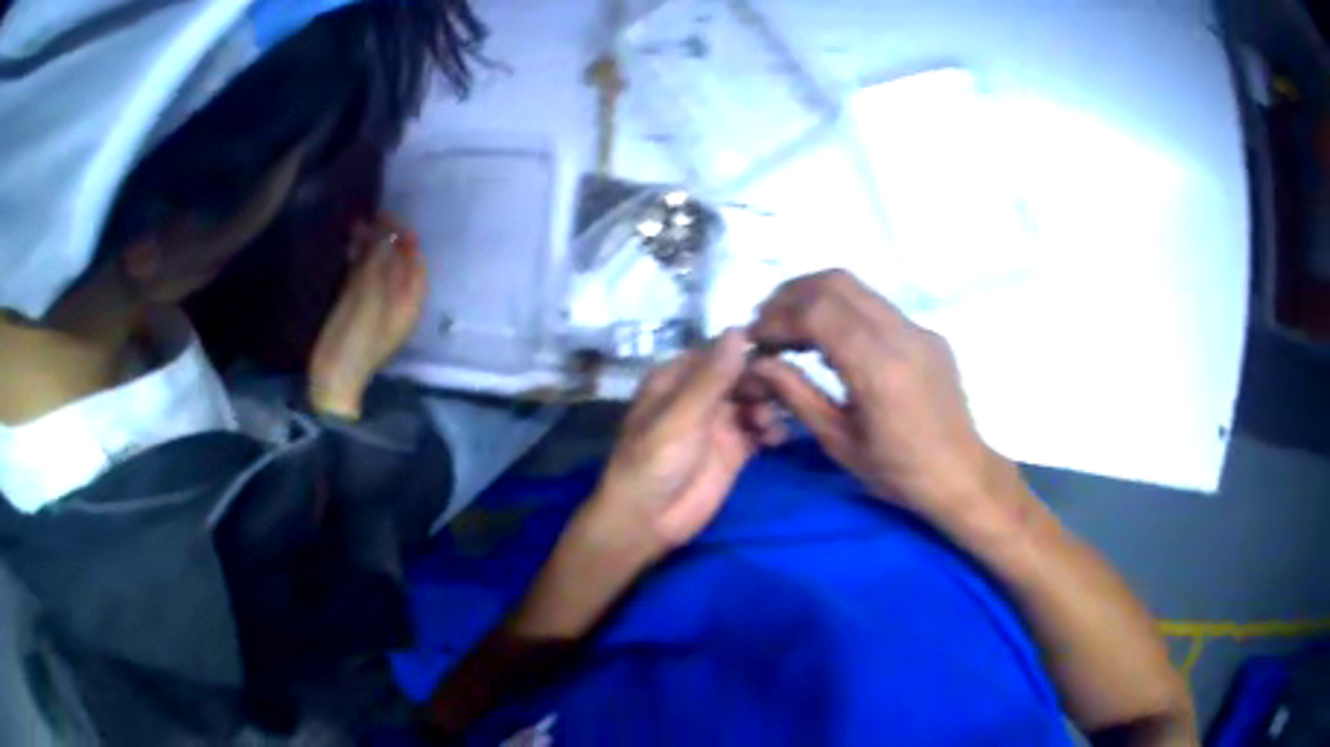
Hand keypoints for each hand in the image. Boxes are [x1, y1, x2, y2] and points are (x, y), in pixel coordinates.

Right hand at [308, 215, 425, 418]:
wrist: (333, 379)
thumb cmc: (357, 342)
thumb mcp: (370, 301)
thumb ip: (379, 266)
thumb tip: (387, 234)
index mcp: (409, 303)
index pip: (415, 263)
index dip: (405, 239)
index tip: (389, 218)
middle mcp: (397, 301)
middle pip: (396, 262)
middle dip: (385, 239)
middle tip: (369, 218)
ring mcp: (376, 304)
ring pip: (378, 266)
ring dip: (369, 246)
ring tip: (355, 226)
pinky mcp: (355, 307)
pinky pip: (361, 276)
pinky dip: (357, 260)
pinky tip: (349, 245)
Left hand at [580, 329, 782, 566]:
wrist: (646, 522)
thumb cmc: (652, 463)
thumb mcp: (679, 417)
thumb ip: (711, 378)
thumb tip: (739, 330)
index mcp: (677, 378)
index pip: (719, 352)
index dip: (747, 350)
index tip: (779, 350)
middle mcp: (700, 395)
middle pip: (741, 375)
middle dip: (763, 381)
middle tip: (782, 392)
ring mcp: (719, 423)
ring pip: (755, 401)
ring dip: (769, 406)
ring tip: (768, 425)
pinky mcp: (734, 451)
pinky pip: (760, 430)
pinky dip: (772, 431)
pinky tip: (776, 439)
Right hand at [749, 270, 1020, 531]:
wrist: (961, 474)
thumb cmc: (898, 472)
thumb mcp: (839, 442)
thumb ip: (797, 395)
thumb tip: (759, 363)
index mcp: (878, 369)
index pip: (817, 313)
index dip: (777, 318)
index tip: (755, 339)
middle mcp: (901, 335)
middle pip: (836, 282)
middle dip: (791, 295)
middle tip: (767, 324)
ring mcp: (918, 329)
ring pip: (857, 287)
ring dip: (816, 298)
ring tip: (791, 328)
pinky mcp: (928, 333)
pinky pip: (877, 307)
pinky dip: (842, 311)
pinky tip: (831, 341)